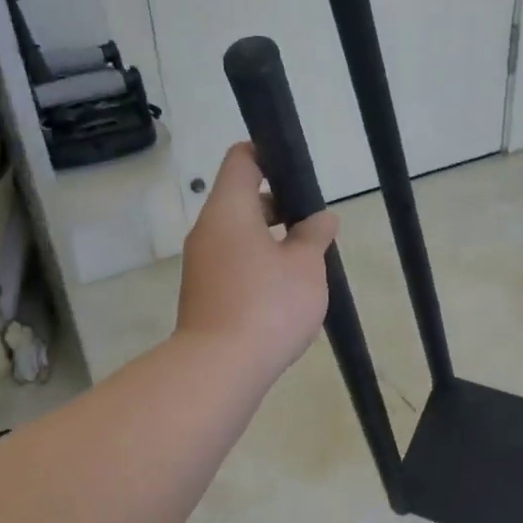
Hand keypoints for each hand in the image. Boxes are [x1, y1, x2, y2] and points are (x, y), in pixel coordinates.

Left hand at [177, 143, 338, 381]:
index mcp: (228, 210)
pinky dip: (257, 265)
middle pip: (240, 199)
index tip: (297, 171)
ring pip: (238, 235)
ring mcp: (201, 264)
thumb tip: (322, 219)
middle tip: (312, 223)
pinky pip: (232, 264)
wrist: (219, 368)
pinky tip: (283, 291)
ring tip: (305, 261)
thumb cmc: (268, 305)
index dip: (269, 154)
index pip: (241, 159)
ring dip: (270, 240)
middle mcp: (207, 231)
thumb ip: (314, 236)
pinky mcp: (203, 294)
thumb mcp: (306, 266)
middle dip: (278, 205)